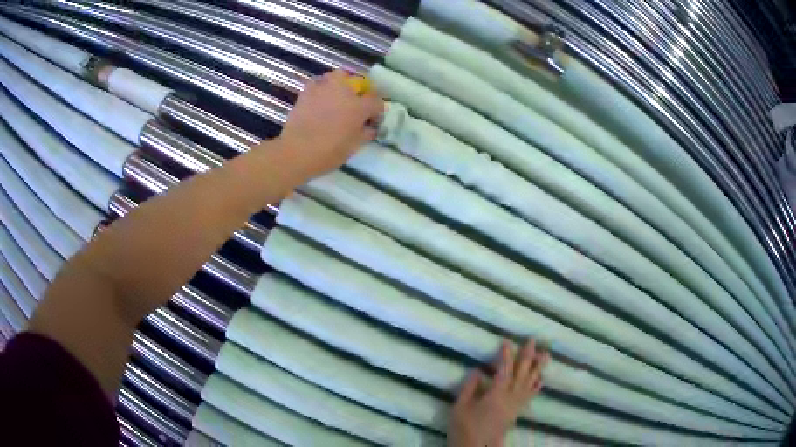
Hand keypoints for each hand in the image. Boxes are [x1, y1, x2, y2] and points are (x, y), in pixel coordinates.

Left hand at [275, 69, 383, 178]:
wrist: (297, 151)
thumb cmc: (329, 152)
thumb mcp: (354, 146)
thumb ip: (366, 133)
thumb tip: (370, 127)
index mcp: (359, 106)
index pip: (376, 101)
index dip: (376, 111)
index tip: (371, 121)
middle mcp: (344, 91)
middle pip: (358, 82)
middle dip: (359, 92)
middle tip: (355, 105)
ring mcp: (324, 88)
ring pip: (337, 76)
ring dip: (341, 85)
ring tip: (337, 98)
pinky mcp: (307, 91)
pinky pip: (318, 83)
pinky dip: (322, 87)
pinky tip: (320, 99)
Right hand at [449, 340, 549, 446]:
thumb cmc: (464, 427)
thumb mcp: (460, 407)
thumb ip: (469, 388)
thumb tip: (478, 371)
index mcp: (496, 395)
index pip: (504, 370)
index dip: (506, 355)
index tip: (506, 341)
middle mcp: (510, 398)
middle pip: (522, 373)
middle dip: (527, 356)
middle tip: (533, 340)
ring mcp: (515, 405)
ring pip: (529, 383)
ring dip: (538, 368)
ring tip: (545, 355)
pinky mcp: (516, 413)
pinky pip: (529, 397)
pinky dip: (536, 387)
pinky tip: (541, 380)